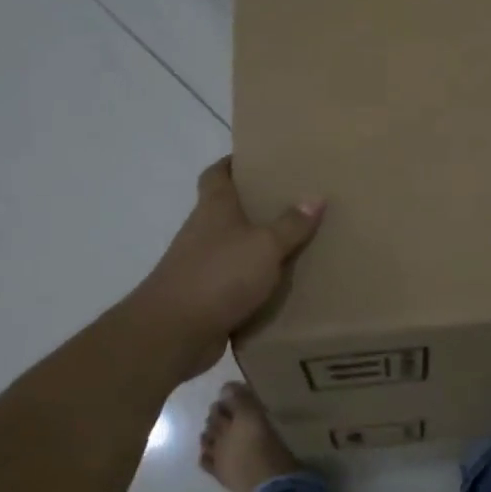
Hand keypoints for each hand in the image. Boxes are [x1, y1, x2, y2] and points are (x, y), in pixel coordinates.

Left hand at [131, 158, 322, 382]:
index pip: (217, 174)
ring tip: (296, 244)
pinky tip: (282, 286)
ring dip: (257, 247)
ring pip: (234, 247)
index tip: (258, 159)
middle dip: (256, 205)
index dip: (233, 163)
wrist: (174, 332)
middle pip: (228, 210)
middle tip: (293, 201)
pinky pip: (236, 282)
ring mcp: (201, 266)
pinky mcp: (206, 297)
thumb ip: (291, 224)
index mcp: (214, 208)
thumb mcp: (265, 245)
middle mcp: (203, 232)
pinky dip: (255, 282)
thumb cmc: (219, 275)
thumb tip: (316, 196)